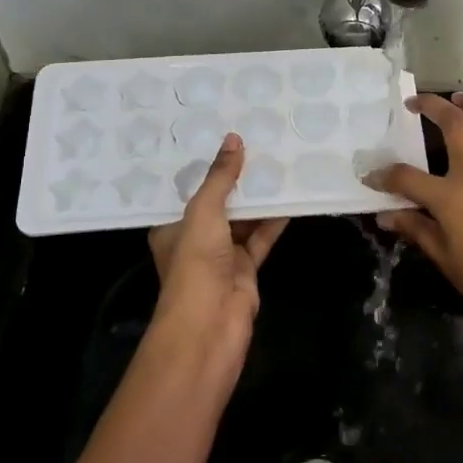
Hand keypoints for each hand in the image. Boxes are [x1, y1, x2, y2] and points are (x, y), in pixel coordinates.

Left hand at [147, 133, 287, 369]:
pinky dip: (274, 222)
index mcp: (172, 227)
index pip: (188, 191)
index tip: (224, 139)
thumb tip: (234, 139)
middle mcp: (195, 239)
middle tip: (258, 145)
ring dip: (259, 200)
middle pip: (219, 204)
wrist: (210, 324)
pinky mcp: (246, 269)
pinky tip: (291, 200)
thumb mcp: (204, 212)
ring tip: (279, 165)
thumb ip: (220, 177)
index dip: (205, 167)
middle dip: (237, 181)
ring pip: (243, 221)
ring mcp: (222, 256)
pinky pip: (261, 238)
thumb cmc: (196, 263)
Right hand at [370, 93, 462, 372]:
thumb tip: (386, 217)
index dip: (384, 175)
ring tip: (462, 99)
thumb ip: (418, 231)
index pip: (407, 178)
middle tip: (417, 101)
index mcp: (453, 201)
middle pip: (455, 125)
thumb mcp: (447, 263)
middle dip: (432, 106)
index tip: (371, 175)